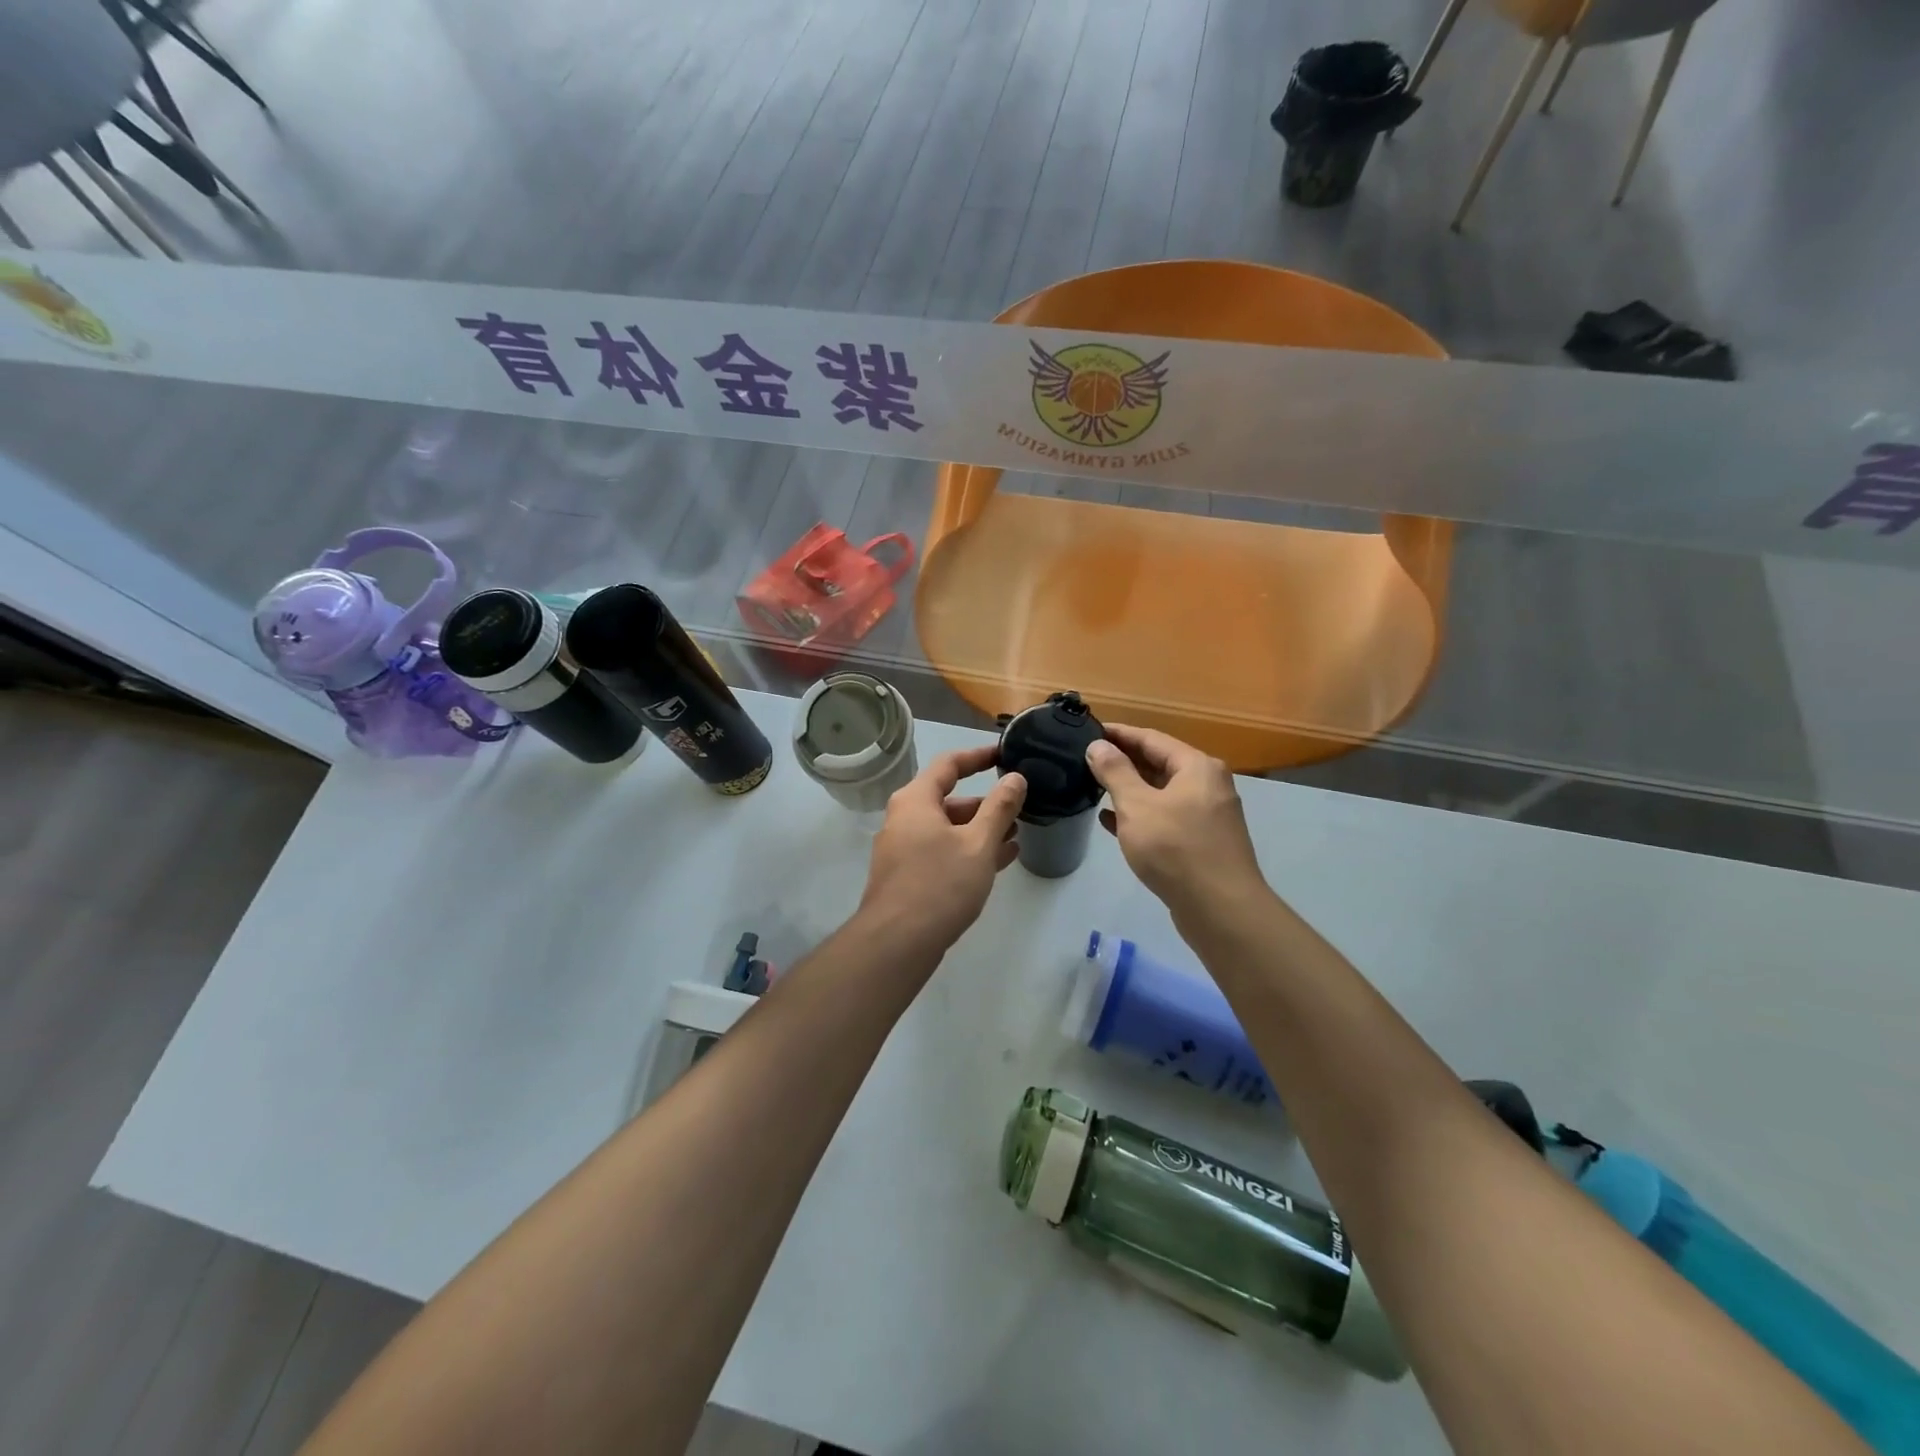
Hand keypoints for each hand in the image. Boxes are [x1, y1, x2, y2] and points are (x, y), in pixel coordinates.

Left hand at [857, 745, 1026, 956]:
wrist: (897, 943)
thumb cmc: (940, 884)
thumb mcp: (978, 844)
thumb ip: (1000, 807)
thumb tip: (1015, 778)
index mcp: (916, 800)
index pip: (949, 764)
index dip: (978, 756)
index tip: (1005, 754)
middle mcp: (904, 819)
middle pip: (949, 799)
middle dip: (986, 803)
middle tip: (1020, 807)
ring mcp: (903, 850)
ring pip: (948, 829)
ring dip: (981, 830)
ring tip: (1016, 835)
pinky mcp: (908, 876)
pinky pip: (943, 852)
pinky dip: (968, 851)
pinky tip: (1000, 861)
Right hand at [1085, 725, 1265, 917]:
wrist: (1220, 909)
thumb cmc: (1175, 848)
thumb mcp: (1137, 805)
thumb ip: (1114, 772)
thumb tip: (1097, 745)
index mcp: (1196, 767)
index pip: (1151, 738)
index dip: (1118, 733)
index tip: (1088, 731)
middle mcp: (1207, 784)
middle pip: (1159, 763)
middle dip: (1123, 760)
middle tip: (1086, 759)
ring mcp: (1207, 815)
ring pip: (1161, 792)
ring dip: (1129, 789)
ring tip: (1093, 786)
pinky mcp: (1202, 842)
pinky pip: (1165, 817)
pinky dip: (1140, 815)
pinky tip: (1111, 821)